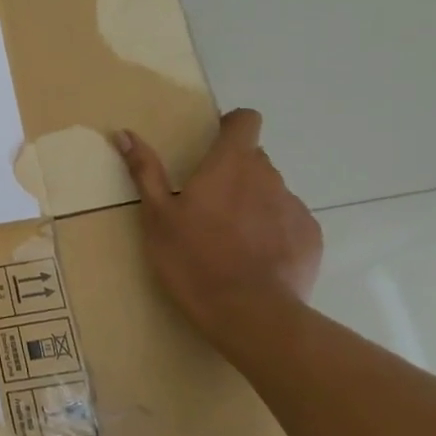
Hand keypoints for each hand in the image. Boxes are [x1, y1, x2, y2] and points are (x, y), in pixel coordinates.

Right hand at [114, 109, 320, 341]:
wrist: (249, 314)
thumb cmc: (193, 259)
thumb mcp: (157, 216)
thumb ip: (146, 171)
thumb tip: (124, 132)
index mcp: (230, 164)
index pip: (246, 121)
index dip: (232, 126)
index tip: (214, 143)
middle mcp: (268, 176)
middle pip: (254, 159)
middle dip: (234, 172)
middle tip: (208, 204)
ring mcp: (294, 207)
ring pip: (271, 191)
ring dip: (253, 202)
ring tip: (230, 238)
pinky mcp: (311, 238)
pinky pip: (289, 221)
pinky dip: (273, 230)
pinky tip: (254, 259)